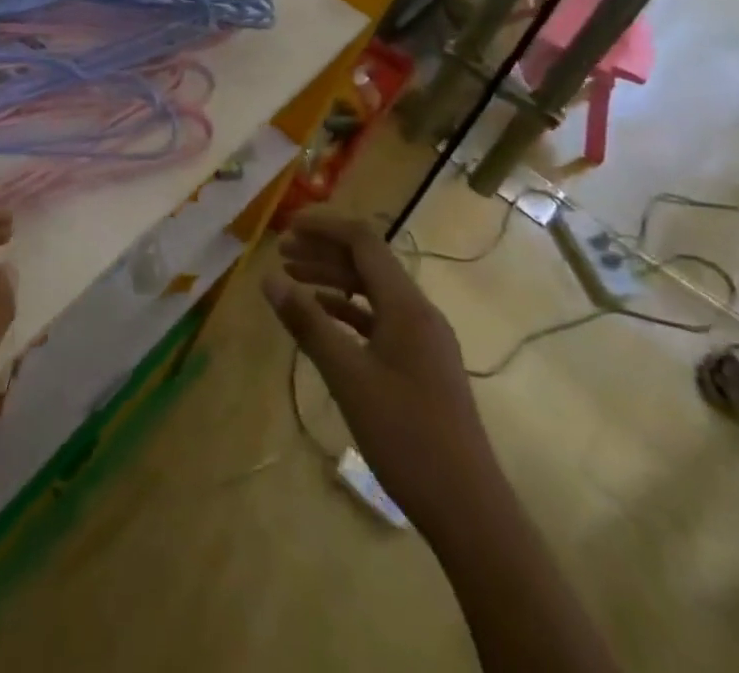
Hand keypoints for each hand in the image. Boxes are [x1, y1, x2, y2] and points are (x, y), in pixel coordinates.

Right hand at [264, 209, 492, 527]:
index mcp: (407, 306)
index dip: (324, 227)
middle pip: (368, 262)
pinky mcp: (421, 365)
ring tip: (292, 281)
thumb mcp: (347, 376)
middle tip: (281, 254)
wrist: (469, 511)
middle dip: (323, 251)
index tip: (287, 228)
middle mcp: (419, 313)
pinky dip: (347, 311)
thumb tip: (268, 278)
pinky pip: (379, 320)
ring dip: (333, 280)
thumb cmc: (406, 436)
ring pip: (373, 291)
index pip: (364, 242)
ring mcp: (423, 340)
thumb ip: (308, 323)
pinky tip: (322, 321)